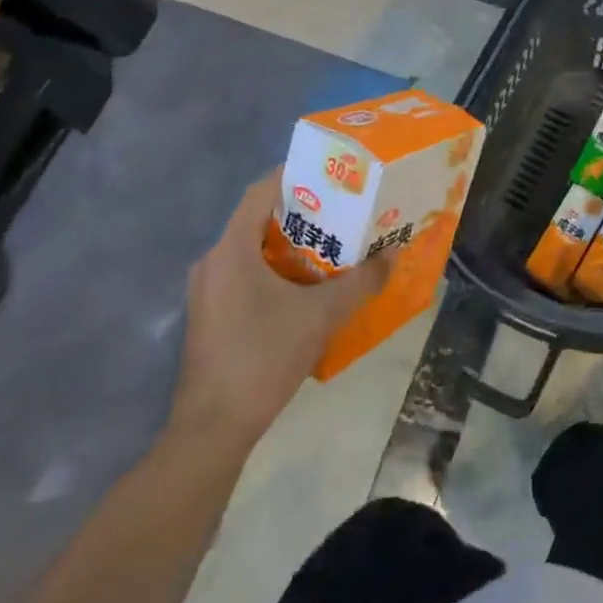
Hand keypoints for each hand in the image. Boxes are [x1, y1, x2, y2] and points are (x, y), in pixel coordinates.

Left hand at [165, 170, 389, 448]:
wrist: (213, 429)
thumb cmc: (263, 357)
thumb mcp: (321, 316)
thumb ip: (361, 282)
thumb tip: (395, 255)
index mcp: (231, 250)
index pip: (261, 191)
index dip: (295, 175)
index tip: (331, 173)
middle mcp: (213, 262)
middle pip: (258, 219)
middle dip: (301, 212)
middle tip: (342, 210)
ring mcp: (208, 291)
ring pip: (252, 249)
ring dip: (290, 243)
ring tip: (332, 245)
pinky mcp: (210, 315)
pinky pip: (245, 274)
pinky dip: (275, 269)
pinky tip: (306, 286)